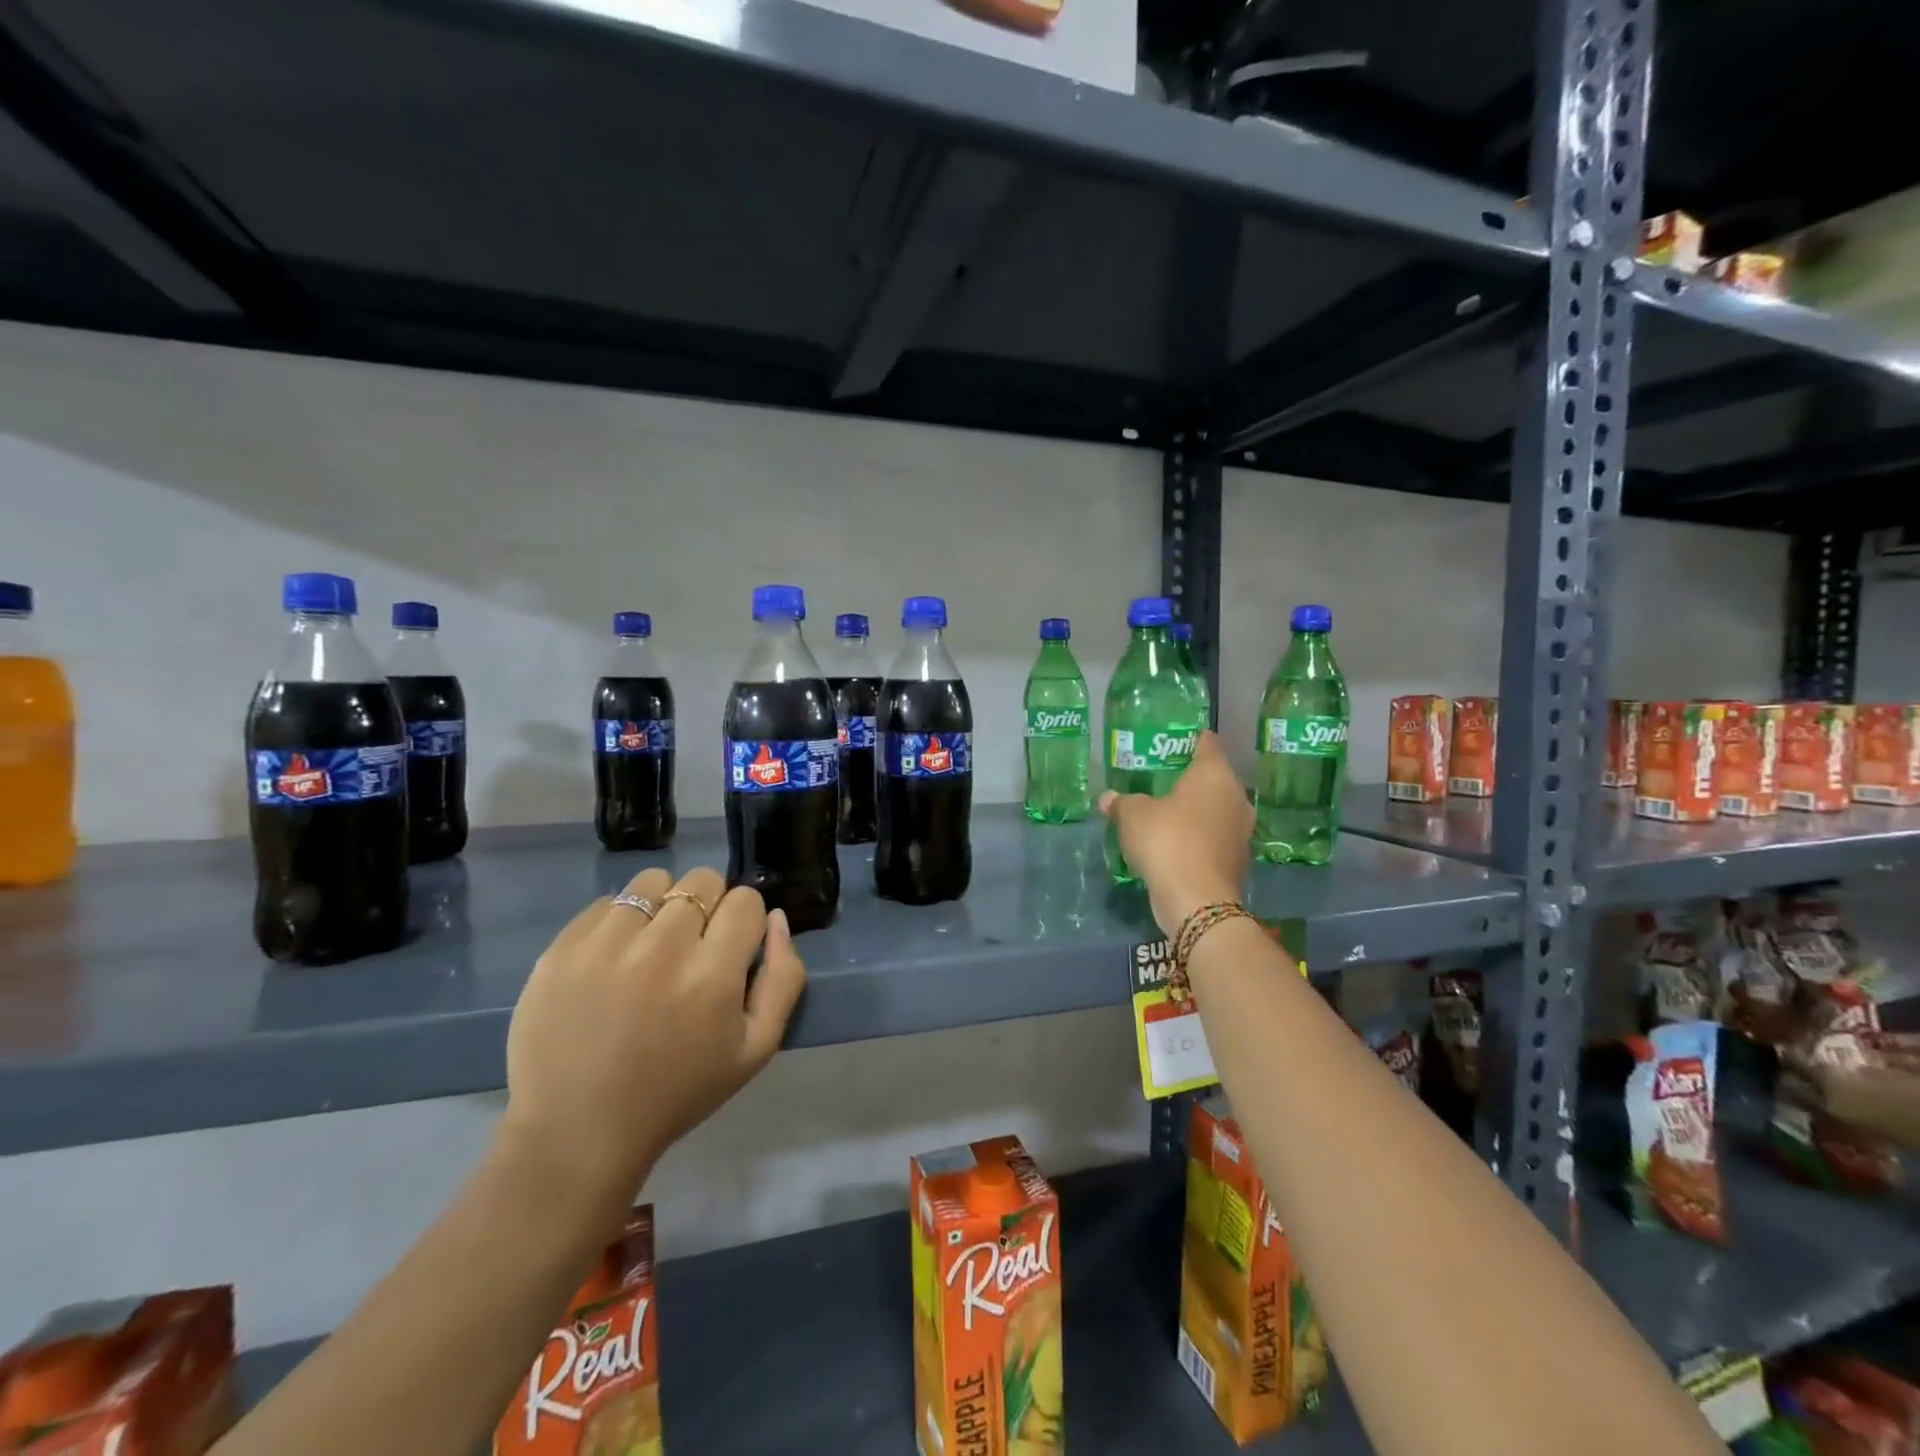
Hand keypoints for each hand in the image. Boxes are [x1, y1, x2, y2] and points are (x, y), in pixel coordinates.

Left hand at [498, 867, 806, 1208]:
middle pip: (702, 881)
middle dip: (707, 906)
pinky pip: (605, 902)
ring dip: (662, 905)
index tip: (730, 948)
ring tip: (650, 945)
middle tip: (692, 947)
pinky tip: (613, 960)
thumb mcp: (756, 1049)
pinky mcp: (562, 949)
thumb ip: (783, 978)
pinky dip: (617, 922)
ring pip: (653, 881)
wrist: (578, 1133)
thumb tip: (775, 919)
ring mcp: (606, 944)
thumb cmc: (678, 1093)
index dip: (743, 921)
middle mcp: (662, 947)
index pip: (745, 900)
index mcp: (713, 973)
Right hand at [1100, 730, 1251, 935]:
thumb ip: (1121, 802)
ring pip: (1216, 810)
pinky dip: (1198, 838)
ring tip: (1166, 813)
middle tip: (1160, 781)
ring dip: (1195, 811)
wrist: (1197, 901)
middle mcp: (1236, 797)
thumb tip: (1107, 798)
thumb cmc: (1167, 841)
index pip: (1207, 743)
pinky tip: (1176, 845)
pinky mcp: (1238, 859)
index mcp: (1214, 774)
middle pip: (1213, 778)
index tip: (1170, 743)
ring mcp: (1241, 830)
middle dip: (1189, 779)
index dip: (1188, 740)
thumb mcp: (1132, 815)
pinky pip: (1215, 838)